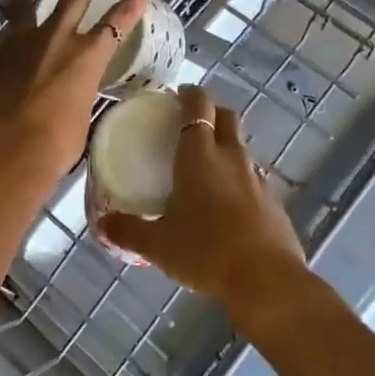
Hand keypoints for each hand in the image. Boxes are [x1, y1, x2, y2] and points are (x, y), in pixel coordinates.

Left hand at [0, 0, 152, 192]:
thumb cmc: (53, 146)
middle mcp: (52, 40)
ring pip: (20, 9)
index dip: (134, 3)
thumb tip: (67, 98)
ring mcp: (14, 45)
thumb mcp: (79, 121)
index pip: (118, 22)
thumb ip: (75, 99)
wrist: (0, 154)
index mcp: (85, 56)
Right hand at [96, 85, 309, 324]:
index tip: (179, 95)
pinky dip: (238, 180)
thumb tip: (101, 224)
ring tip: (206, 168)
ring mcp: (257, 178)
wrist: (265, 280)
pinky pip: (252, 178)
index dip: (190, 95)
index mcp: (200, 155)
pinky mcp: (273, 202)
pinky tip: (227, 205)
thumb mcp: (158, 245)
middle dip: (212, 112)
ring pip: (241, 148)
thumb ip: (128, 230)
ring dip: (226, 147)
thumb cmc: (205, 251)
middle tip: (191, 124)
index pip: (199, 106)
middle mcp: (231, 157)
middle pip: (227, 117)